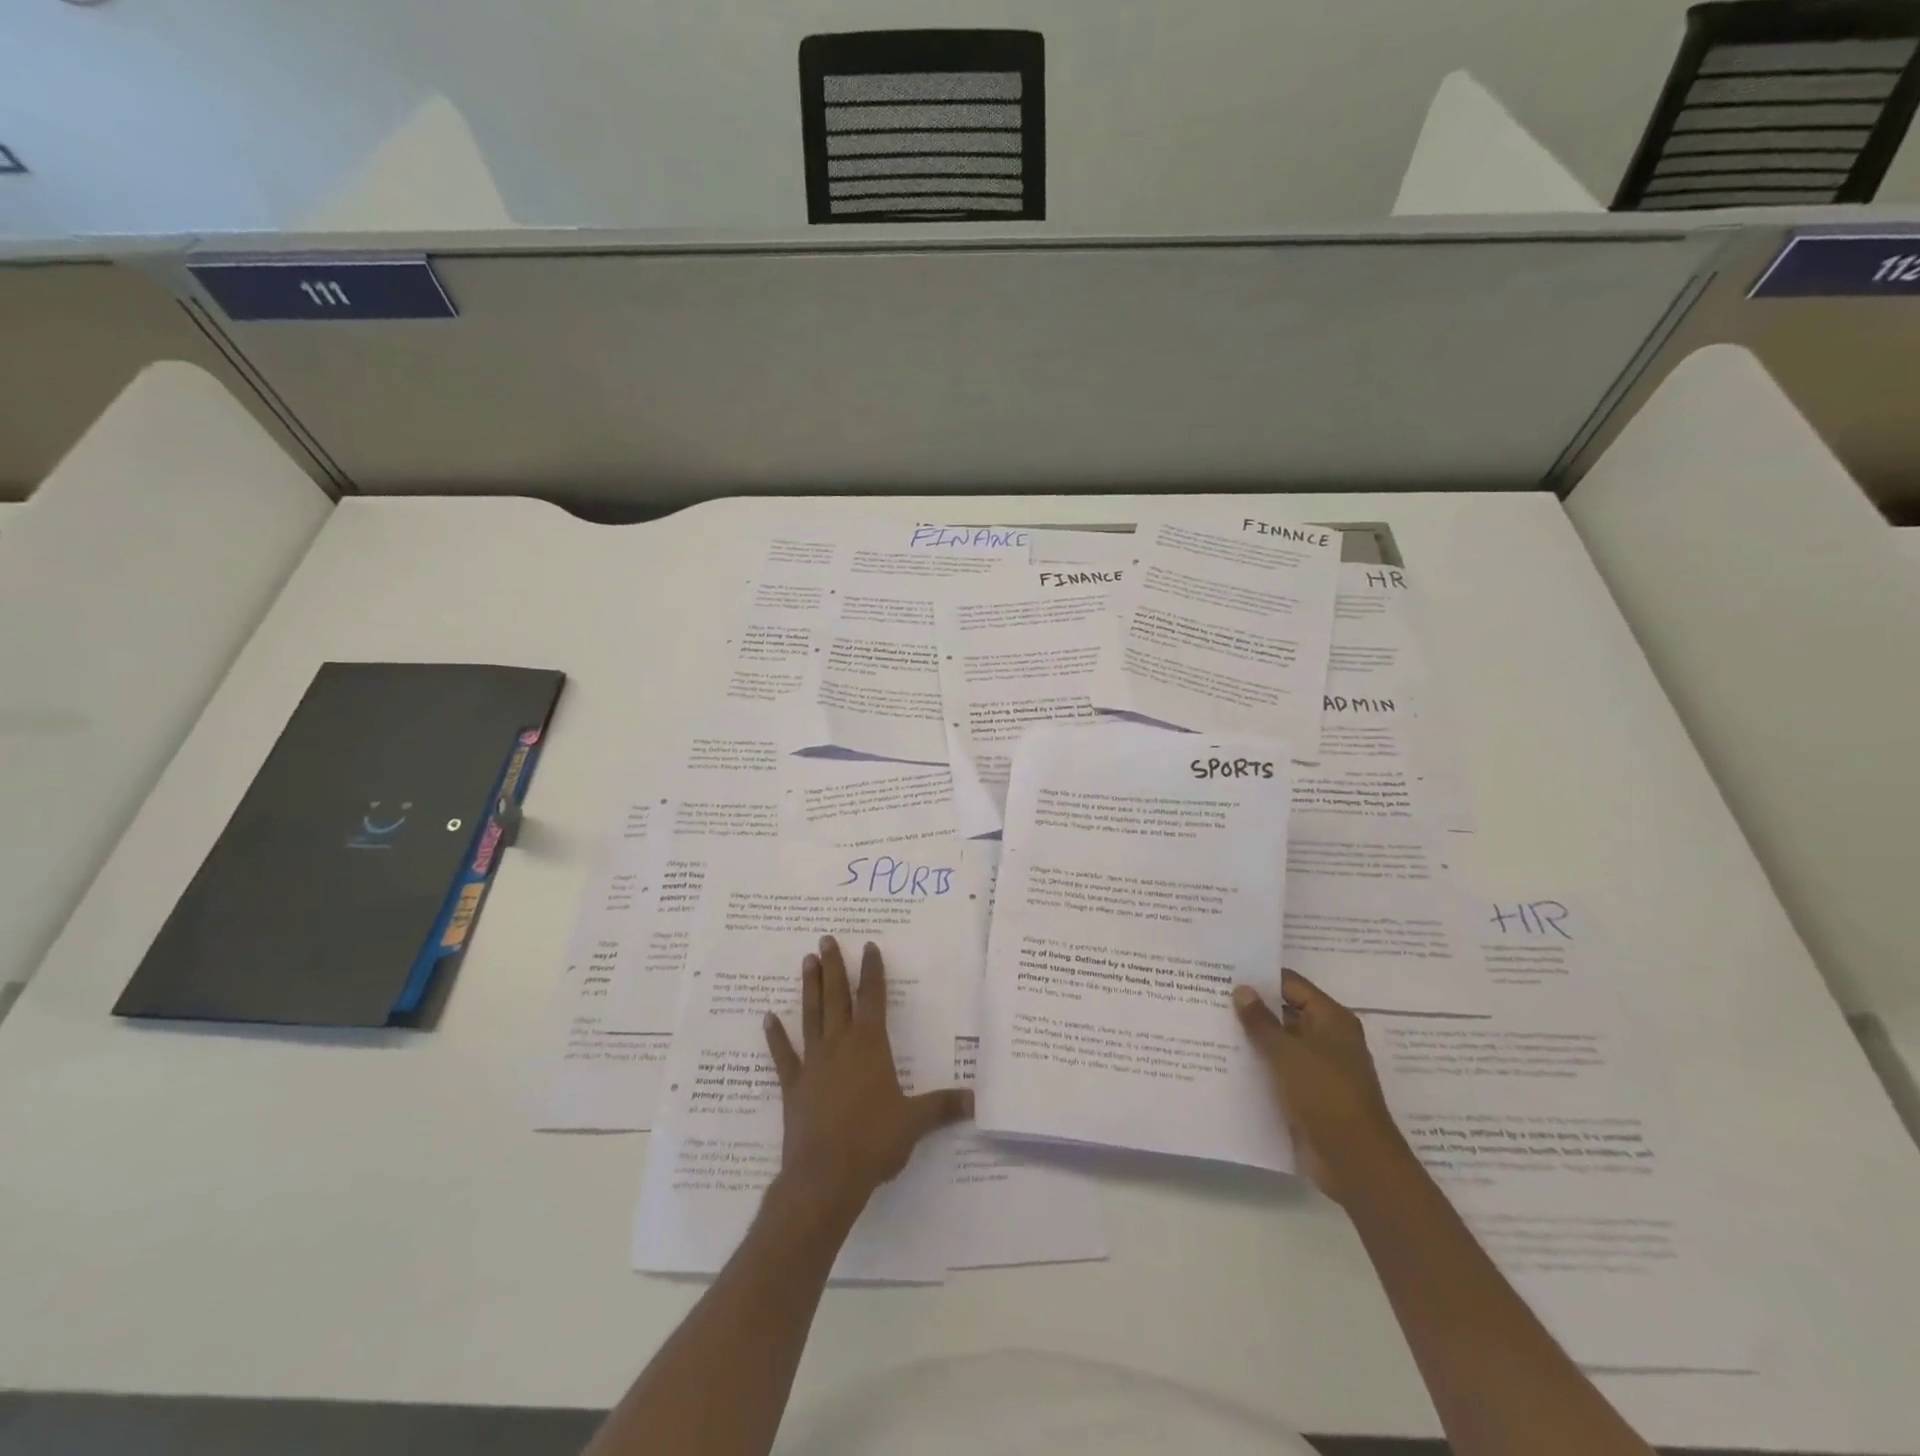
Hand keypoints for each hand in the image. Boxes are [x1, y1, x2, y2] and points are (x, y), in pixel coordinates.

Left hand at [762, 936, 972, 1222]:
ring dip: (809, 988)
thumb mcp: (915, 1122)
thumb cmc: (874, 1142)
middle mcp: (840, 1046)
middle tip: (826, 939)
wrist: (825, 1177)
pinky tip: (767, 1018)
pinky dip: (775, 1037)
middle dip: (834, 967)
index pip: (873, 999)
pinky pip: (783, 1056)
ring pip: (811, 1016)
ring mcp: (813, 1064)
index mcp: (870, 1047)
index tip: (869, 946)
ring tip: (806, 961)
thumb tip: (977, 1100)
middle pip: (837, 998)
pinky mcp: (793, 1087)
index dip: (873, 972)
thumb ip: (943, 1106)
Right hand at [1233, 969, 1411, 1204]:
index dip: (1260, 978)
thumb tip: (1242, 989)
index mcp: (1331, 1020)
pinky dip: (1259, 1067)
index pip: (1291, 985)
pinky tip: (1227, 1063)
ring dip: (1253, 1039)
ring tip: (1211, 1027)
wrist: (1355, 1162)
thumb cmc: (1325, 1095)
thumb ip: (1261, 1020)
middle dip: (1252, 1008)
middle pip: (1285, 1013)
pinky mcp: (1310, 1095)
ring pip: (1280, 1044)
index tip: (1224, 974)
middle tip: (1210, 998)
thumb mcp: (1287, 1052)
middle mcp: (1329, 1039)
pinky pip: (1280, 1071)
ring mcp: (1320, 1069)